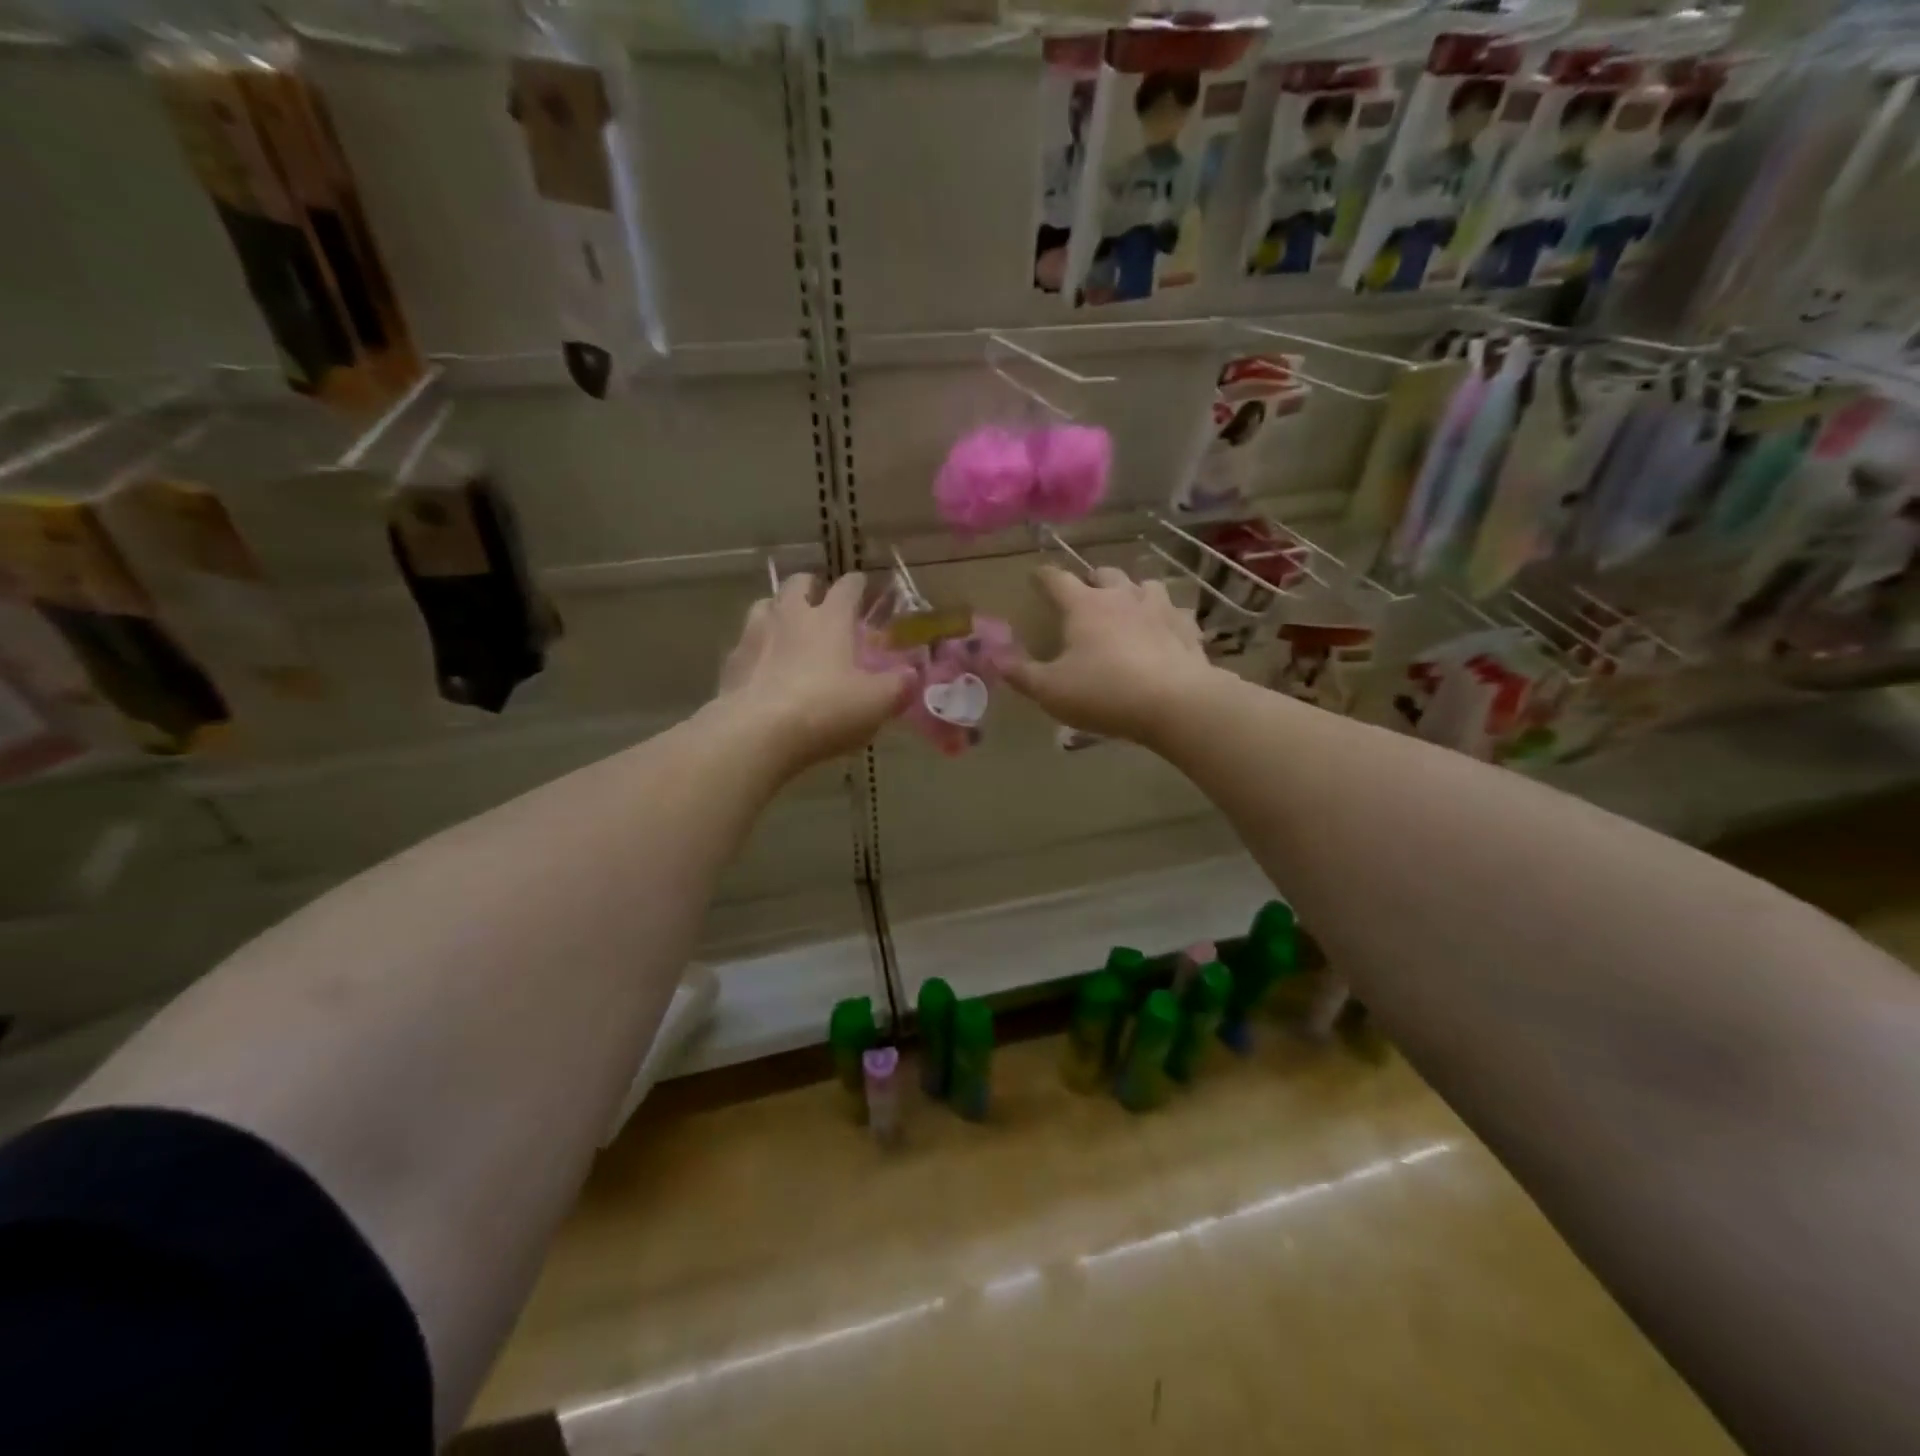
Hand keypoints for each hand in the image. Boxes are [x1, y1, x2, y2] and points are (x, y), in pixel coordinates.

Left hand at [716, 572, 911, 772]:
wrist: (756, 734)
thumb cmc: (824, 710)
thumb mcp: (875, 703)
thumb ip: (898, 686)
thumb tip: (912, 675)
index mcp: (830, 619)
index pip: (847, 588)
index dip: (858, 585)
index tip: (863, 586)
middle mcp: (790, 616)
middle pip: (798, 583)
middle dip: (811, 586)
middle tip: (820, 600)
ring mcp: (755, 635)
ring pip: (765, 605)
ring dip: (778, 610)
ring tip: (788, 628)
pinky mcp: (731, 662)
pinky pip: (745, 643)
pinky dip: (757, 647)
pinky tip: (763, 667)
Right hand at [1005, 565, 1214, 745]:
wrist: (1175, 702)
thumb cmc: (1104, 692)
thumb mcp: (1051, 690)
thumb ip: (1021, 673)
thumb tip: (992, 657)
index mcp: (1084, 606)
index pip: (1057, 580)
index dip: (1043, 576)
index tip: (1036, 576)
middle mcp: (1122, 597)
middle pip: (1105, 573)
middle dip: (1092, 579)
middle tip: (1085, 593)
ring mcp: (1159, 609)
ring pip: (1145, 585)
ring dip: (1133, 591)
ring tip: (1128, 605)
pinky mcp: (1187, 629)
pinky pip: (1176, 613)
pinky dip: (1166, 617)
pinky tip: (1165, 629)